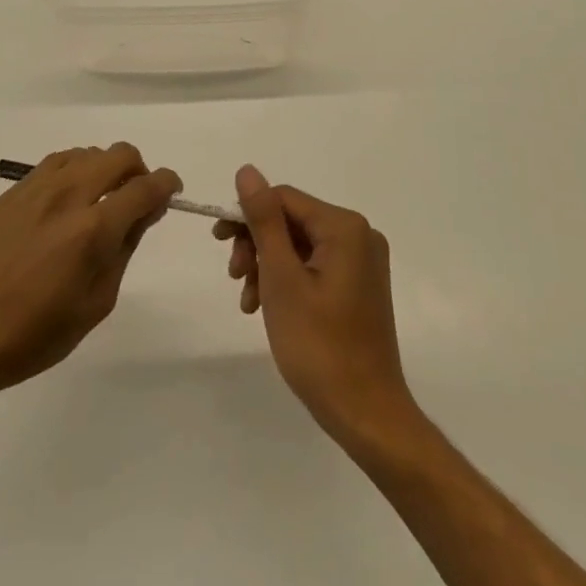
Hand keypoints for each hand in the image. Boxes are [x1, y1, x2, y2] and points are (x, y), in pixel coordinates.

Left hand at [0, 144, 179, 402]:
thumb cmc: (37, 334)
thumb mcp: (97, 302)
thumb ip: (126, 248)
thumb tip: (146, 210)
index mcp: (93, 229)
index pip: (146, 187)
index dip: (168, 185)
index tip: (172, 193)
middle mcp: (68, 195)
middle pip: (120, 155)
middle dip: (139, 172)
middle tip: (136, 202)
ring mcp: (37, 189)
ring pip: (88, 152)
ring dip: (105, 169)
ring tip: (99, 203)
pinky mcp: (14, 192)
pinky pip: (57, 163)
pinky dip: (75, 171)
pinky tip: (68, 202)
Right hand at [215, 165, 417, 450]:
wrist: (366, 414)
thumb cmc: (319, 345)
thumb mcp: (281, 278)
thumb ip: (264, 220)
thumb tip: (247, 171)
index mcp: (345, 227)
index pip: (284, 198)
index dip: (247, 214)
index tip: (219, 243)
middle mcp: (359, 235)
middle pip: (292, 220)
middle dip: (257, 244)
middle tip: (235, 277)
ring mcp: (362, 261)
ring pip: (299, 245)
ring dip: (267, 265)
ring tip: (248, 301)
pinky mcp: (359, 285)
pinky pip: (314, 266)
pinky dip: (287, 280)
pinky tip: (267, 306)